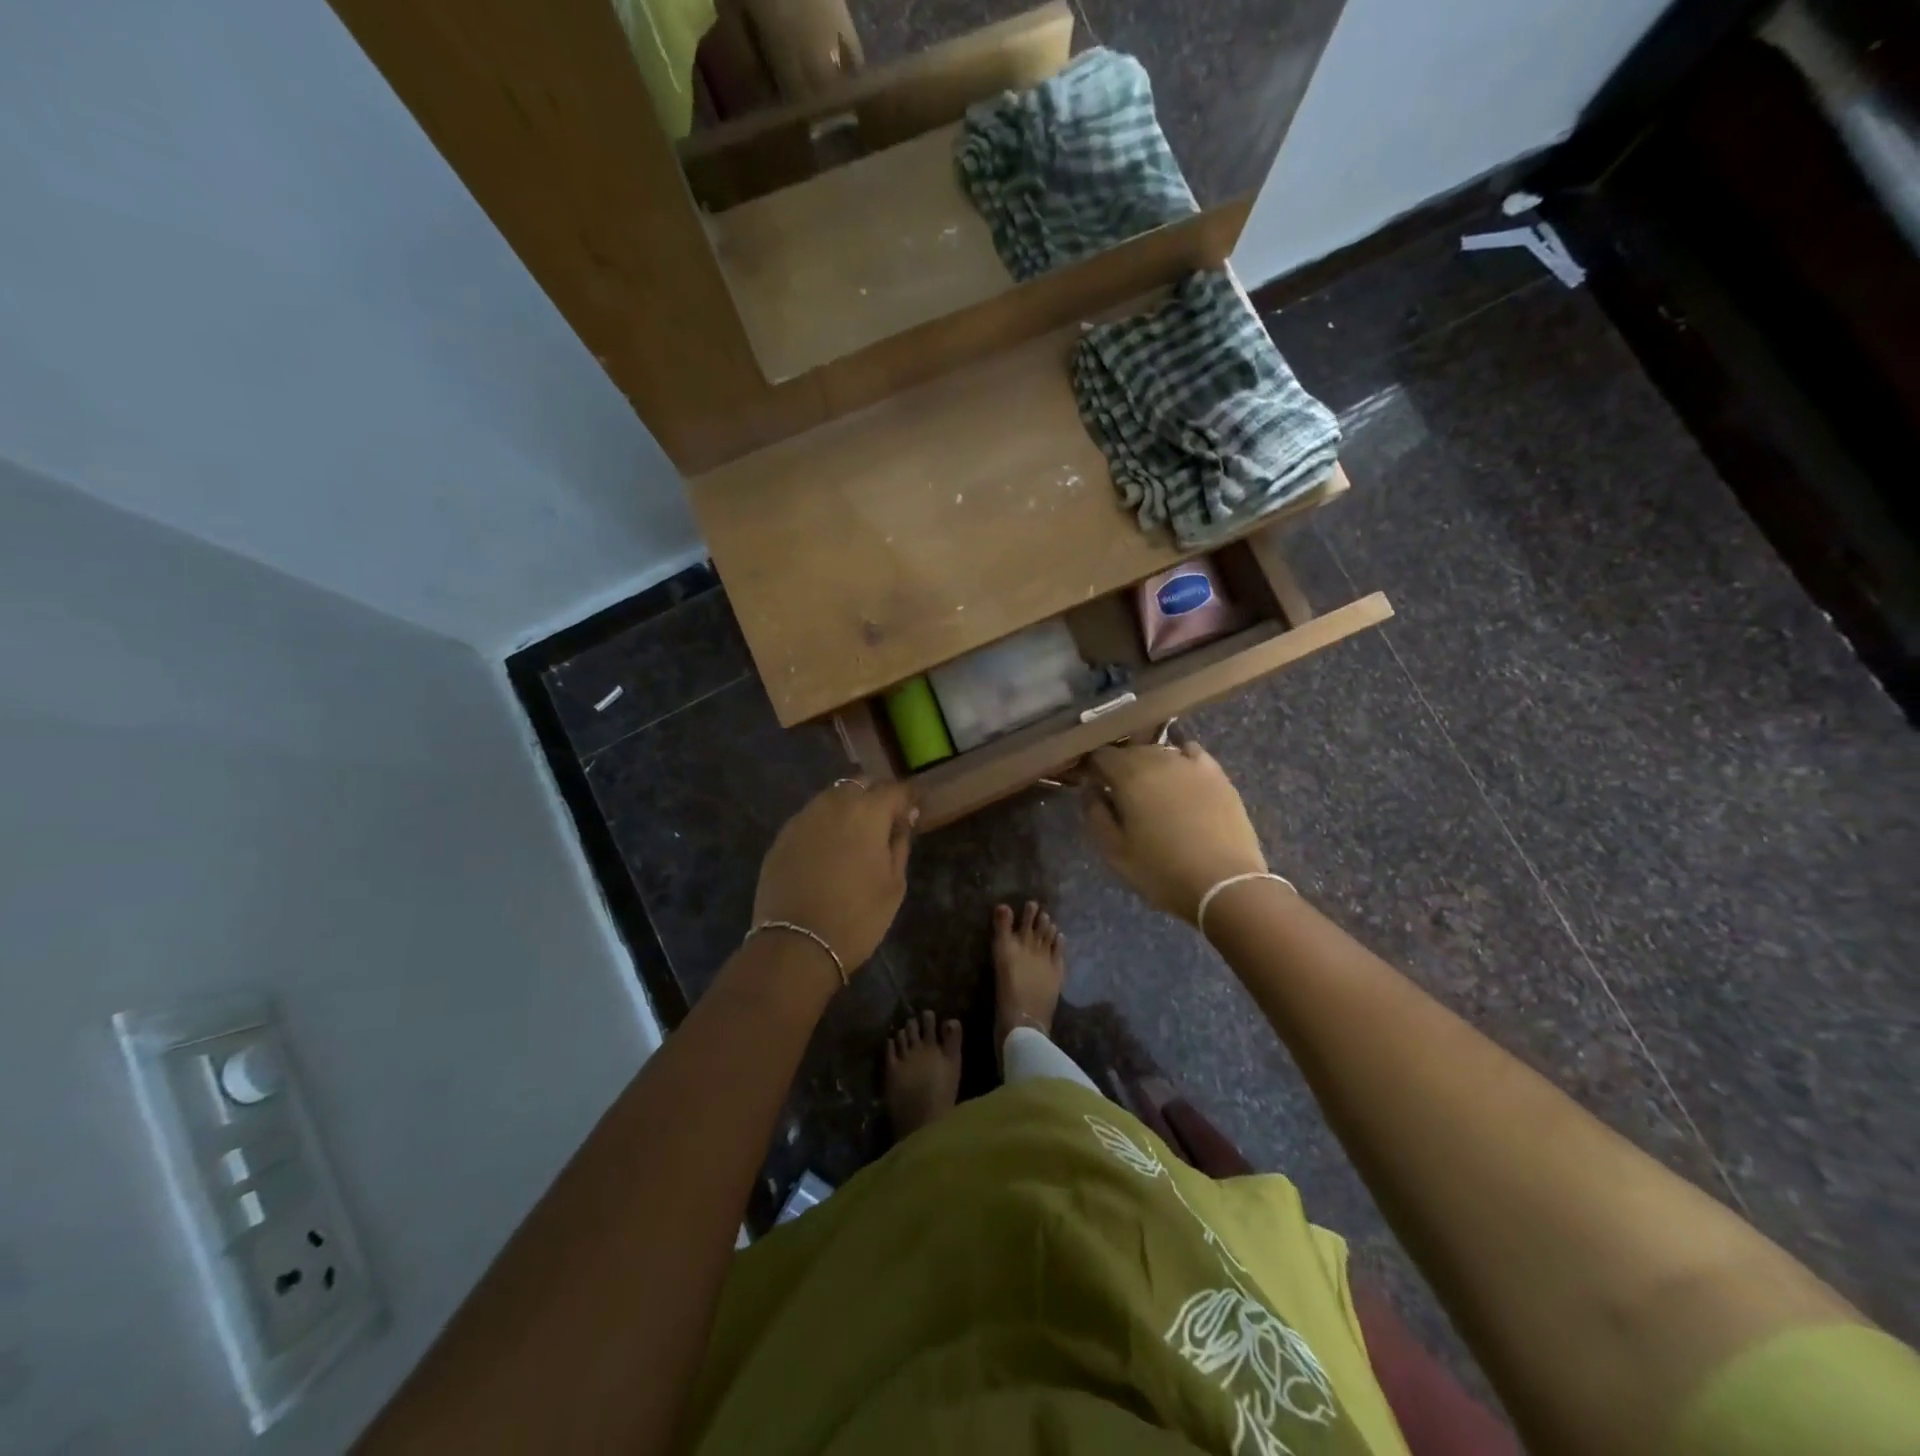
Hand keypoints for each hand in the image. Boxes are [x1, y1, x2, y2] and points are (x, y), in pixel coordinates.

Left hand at [753, 780, 916, 971]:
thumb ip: (899, 845)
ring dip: (847, 806)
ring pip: (831, 798)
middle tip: (885, 818)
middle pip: (860, 784)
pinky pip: (810, 819)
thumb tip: (901, 823)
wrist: (796, 944)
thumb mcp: (894, 885)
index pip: (894, 790)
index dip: (908, 796)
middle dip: (875, 795)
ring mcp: (803, 818)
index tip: (916, 806)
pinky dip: (823, 825)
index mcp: (867, 812)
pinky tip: (827, 848)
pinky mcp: (782, 837)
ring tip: (855, 832)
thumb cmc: (857, 916)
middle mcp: (833, 804)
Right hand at [1083, 742, 1266, 922]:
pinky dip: (1180, 759)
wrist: (1224, 884)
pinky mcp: (1218, 774)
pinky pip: (1191, 753)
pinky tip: (1180, 776)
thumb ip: (1095, 814)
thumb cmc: (1162, 872)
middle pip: (1130, 749)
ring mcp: (1191, 764)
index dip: (1091, 766)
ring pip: (1160, 751)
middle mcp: (1159, 759)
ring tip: (1149, 788)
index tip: (1090, 782)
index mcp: (1129, 775)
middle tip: (1117, 791)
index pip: (1100, 754)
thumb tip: (1091, 790)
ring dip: (1148, 763)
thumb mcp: (1115, 852)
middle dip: (1119, 765)